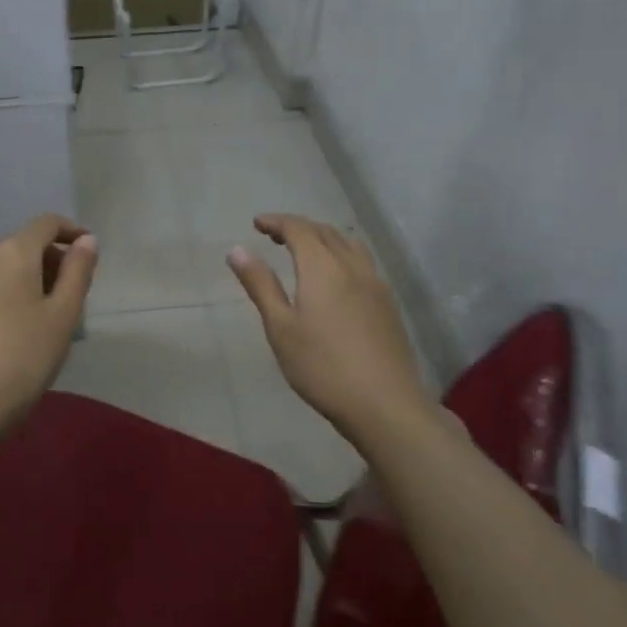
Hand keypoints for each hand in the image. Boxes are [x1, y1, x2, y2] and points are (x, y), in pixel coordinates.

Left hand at [0, 214, 98, 435]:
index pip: (46, 224)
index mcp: (12, 253)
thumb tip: (87, 239)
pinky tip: (12, 329)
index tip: (89, 250)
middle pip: (22, 245)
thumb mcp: (63, 315)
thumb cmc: (24, 358)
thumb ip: (78, 271)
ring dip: (26, 279)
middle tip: (71, 292)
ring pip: (1, 269)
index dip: (71, 231)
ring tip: (44, 314)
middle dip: (50, 260)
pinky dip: (3, 296)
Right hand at [227, 213, 432, 442]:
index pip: (299, 229)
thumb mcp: (281, 327)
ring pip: (349, 244)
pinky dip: (341, 254)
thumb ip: (261, 285)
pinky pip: (362, 262)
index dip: (277, 222)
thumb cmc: (322, 367)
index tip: (256, 224)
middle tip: (273, 235)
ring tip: (304, 250)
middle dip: (298, 227)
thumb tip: (237, 250)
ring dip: (323, 238)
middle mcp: (352, 266)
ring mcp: (375, 284)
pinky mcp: (388, 304)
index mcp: (323, 268)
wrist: (384, 404)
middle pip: (325, 232)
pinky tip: (335, 277)